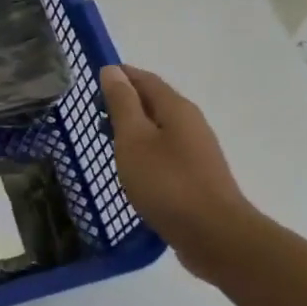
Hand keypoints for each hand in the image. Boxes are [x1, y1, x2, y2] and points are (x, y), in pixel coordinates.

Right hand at [100, 64, 257, 274]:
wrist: (214, 235)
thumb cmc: (167, 183)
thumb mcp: (134, 139)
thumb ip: (122, 104)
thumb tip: (112, 70)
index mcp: (176, 108)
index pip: (144, 79)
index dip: (119, 76)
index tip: (92, 83)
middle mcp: (191, 123)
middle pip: (154, 102)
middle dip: (125, 103)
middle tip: (94, 116)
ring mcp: (197, 152)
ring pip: (160, 130)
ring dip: (135, 130)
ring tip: (108, 143)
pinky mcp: (197, 177)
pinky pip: (166, 153)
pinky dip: (145, 152)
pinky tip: (133, 170)